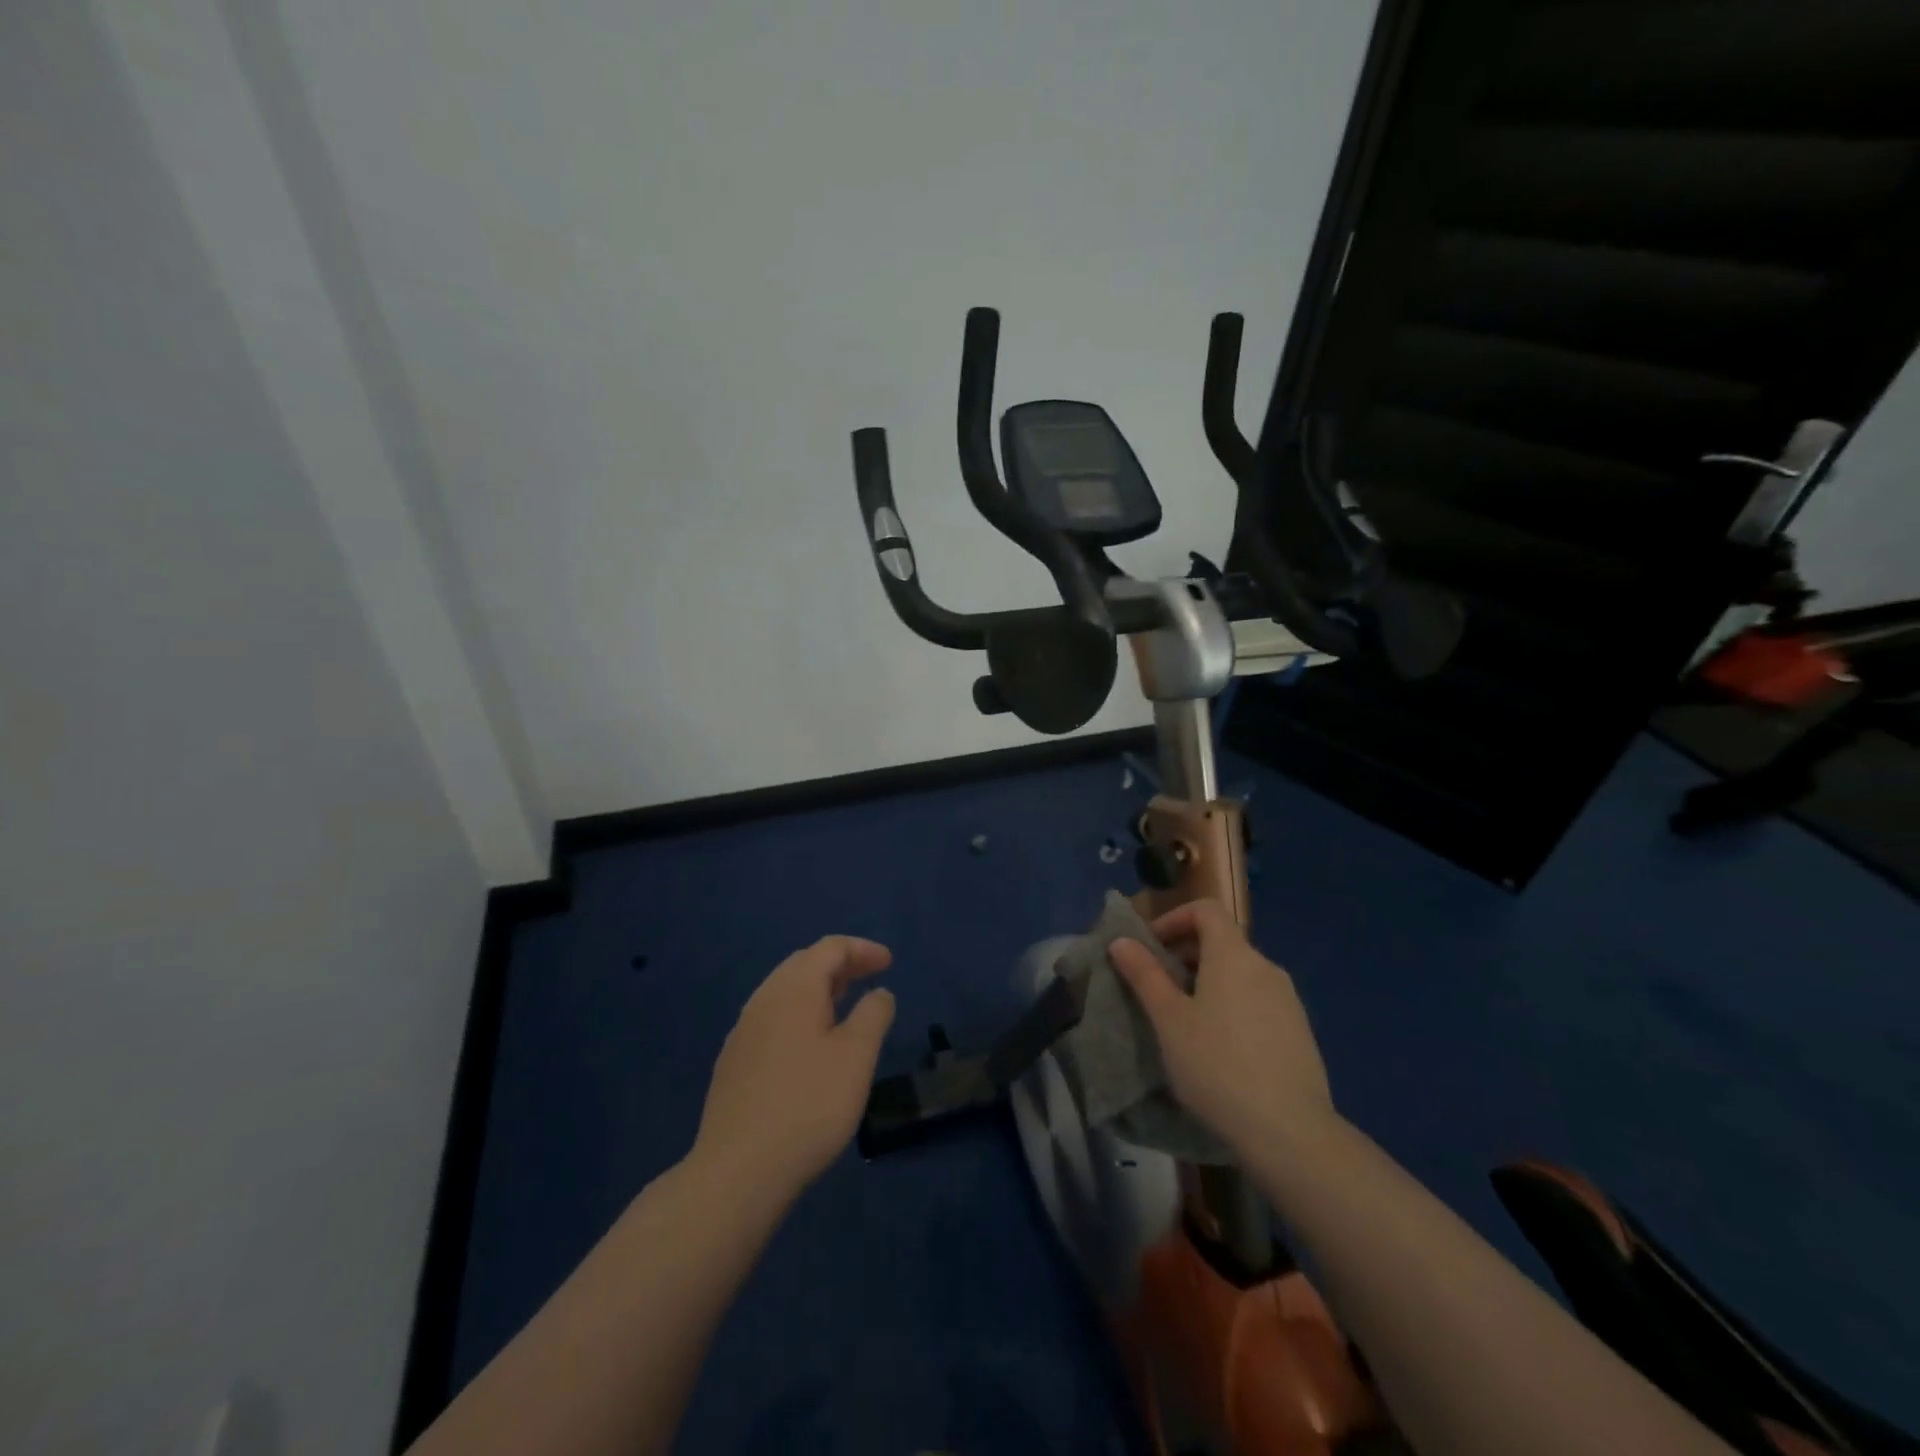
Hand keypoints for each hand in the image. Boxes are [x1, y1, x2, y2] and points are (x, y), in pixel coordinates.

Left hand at [692, 936, 895, 1199]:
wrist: (738, 1171)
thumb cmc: (808, 1105)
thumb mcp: (857, 1057)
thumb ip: (873, 1015)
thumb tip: (879, 993)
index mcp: (793, 989)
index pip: (830, 948)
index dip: (863, 949)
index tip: (889, 963)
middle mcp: (763, 1000)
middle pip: (804, 964)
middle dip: (840, 965)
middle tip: (870, 978)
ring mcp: (743, 1032)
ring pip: (785, 993)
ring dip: (818, 990)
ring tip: (845, 1006)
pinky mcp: (733, 1063)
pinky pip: (772, 1019)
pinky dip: (800, 1015)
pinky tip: (810, 1046)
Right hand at [1108, 900, 1336, 1157]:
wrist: (1290, 1132)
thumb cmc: (1217, 1065)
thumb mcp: (1169, 1019)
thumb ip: (1144, 974)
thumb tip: (1121, 940)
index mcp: (1233, 955)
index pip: (1206, 910)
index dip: (1174, 918)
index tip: (1150, 948)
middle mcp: (1265, 967)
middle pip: (1222, 941)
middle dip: (1185, 954)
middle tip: (1157, 988)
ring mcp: (1288, 1000)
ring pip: (1240, 973)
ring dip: (1207, 982)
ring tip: (1184, 1020)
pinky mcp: (1299, 1031)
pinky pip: (1258, 1000)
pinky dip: (1232, 1005)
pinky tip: (1219, 1048)